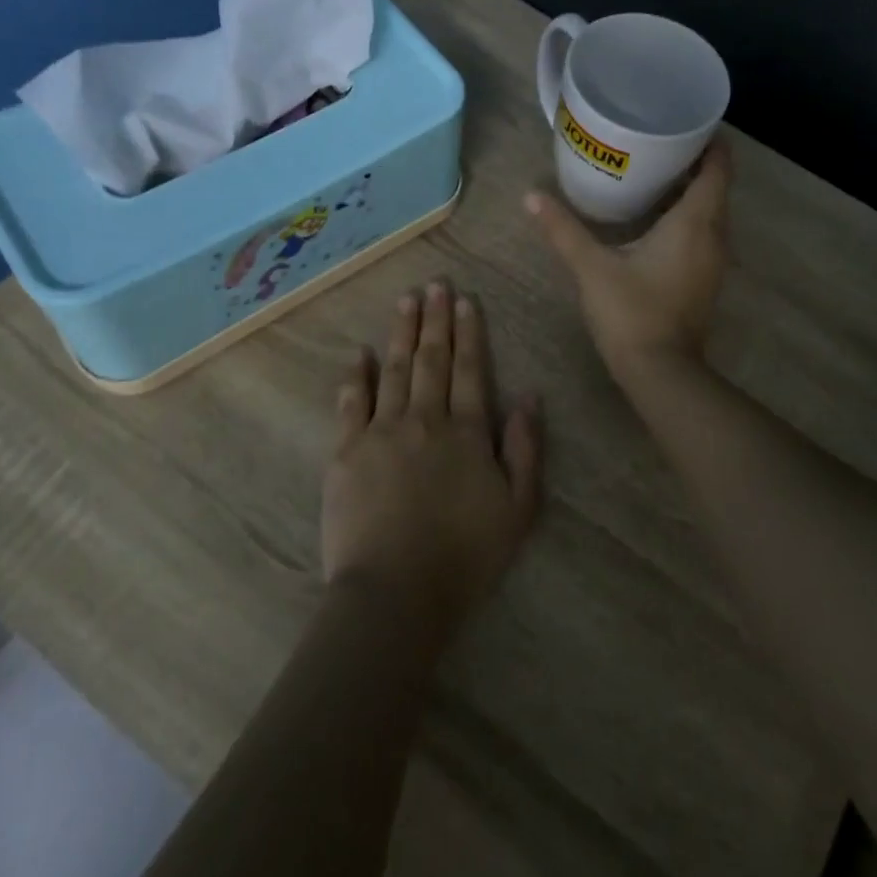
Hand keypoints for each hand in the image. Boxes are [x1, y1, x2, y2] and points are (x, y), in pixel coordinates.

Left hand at [321, 282, 543, 644]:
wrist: (396, 592)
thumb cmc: (465, 556)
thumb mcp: (519, 509)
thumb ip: (526, 449)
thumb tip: (529, 397)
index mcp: (467, 432)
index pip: (469, 370)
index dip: (469, 333)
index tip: (465, 300)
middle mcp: (425, 420)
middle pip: (431, 360)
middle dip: (435, 320)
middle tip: (435, 284)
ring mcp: (381, 433)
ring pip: (394, 370)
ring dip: (400, 333)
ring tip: (405, 301)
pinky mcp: (346, 452)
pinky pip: (351, 403)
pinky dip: (356, 375)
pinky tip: (360, 352)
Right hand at [525, 140, 732, 379]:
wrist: (660, 371)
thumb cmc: (631, 312)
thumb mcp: (592, 267)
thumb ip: (563, 229)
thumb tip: (531, 196)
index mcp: (694, 222)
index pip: (717, 167)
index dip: (710, 141)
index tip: (686, 122)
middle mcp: (714, 236)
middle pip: (715, 187)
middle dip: (693, 162)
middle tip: (657, 142)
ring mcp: (714, 261)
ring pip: (710, 213)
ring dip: (690, 192)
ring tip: (653, 174)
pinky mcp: (705, 280)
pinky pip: (704, 234)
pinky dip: (687, 218)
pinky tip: (656, 220)